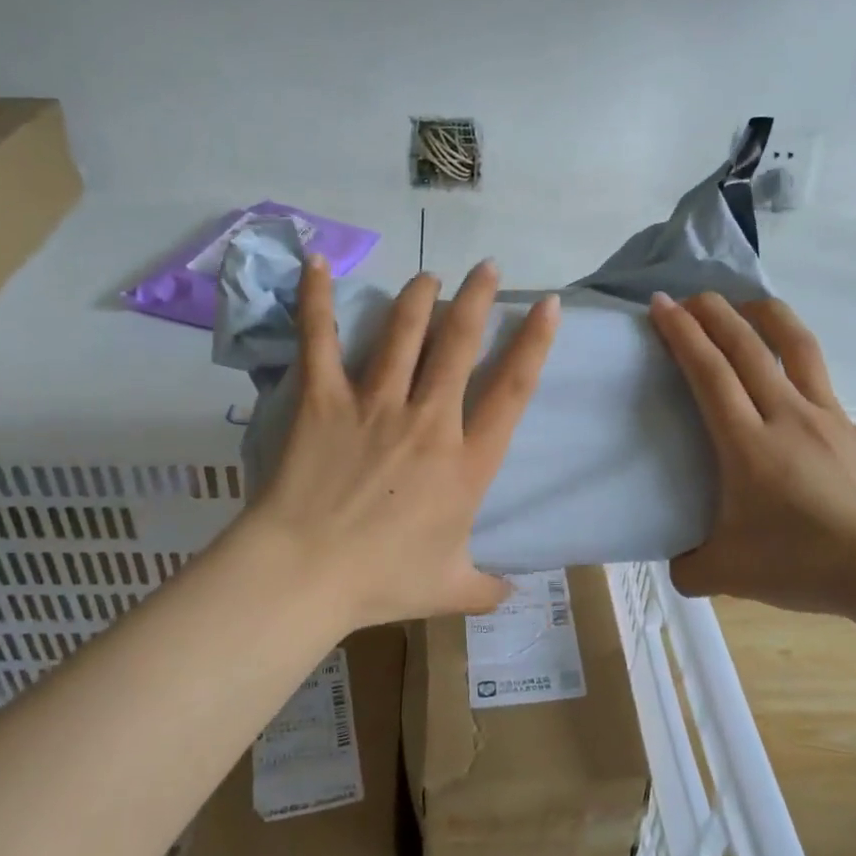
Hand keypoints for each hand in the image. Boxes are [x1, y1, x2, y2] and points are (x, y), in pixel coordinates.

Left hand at [236, 256, 559, 628]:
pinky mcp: (325, 400)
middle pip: (459, 344)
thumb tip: (515, 592)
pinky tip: (317, 263)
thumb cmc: (382, 581)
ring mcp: (375, 404)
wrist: (307, 575)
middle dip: (478, 299)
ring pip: (404, 333)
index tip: (548, 305)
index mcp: (467, 462)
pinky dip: (317, 300)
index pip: (512, 389)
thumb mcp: (449, 590)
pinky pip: (321, 341)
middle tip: (488, 268)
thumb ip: (487, 587)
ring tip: (431, 277)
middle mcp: (429, 420)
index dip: (535, 343)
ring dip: (420, 297)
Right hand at [648, 291, 855, 618]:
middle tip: (691, 296)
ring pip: (797, 347)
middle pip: (748, 346)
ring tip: (748, 304)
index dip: (682, 333)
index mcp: (748, 443)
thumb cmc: (805, 565)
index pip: (709, 372)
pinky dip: (798, 369)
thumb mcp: (729, 575)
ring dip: (767, 316)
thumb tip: (678, 564)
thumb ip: (690, 567)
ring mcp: (829, 418)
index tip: (661, 304)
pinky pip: (821, 387)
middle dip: (714, 312)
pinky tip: (791, 394)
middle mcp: (787, 416)